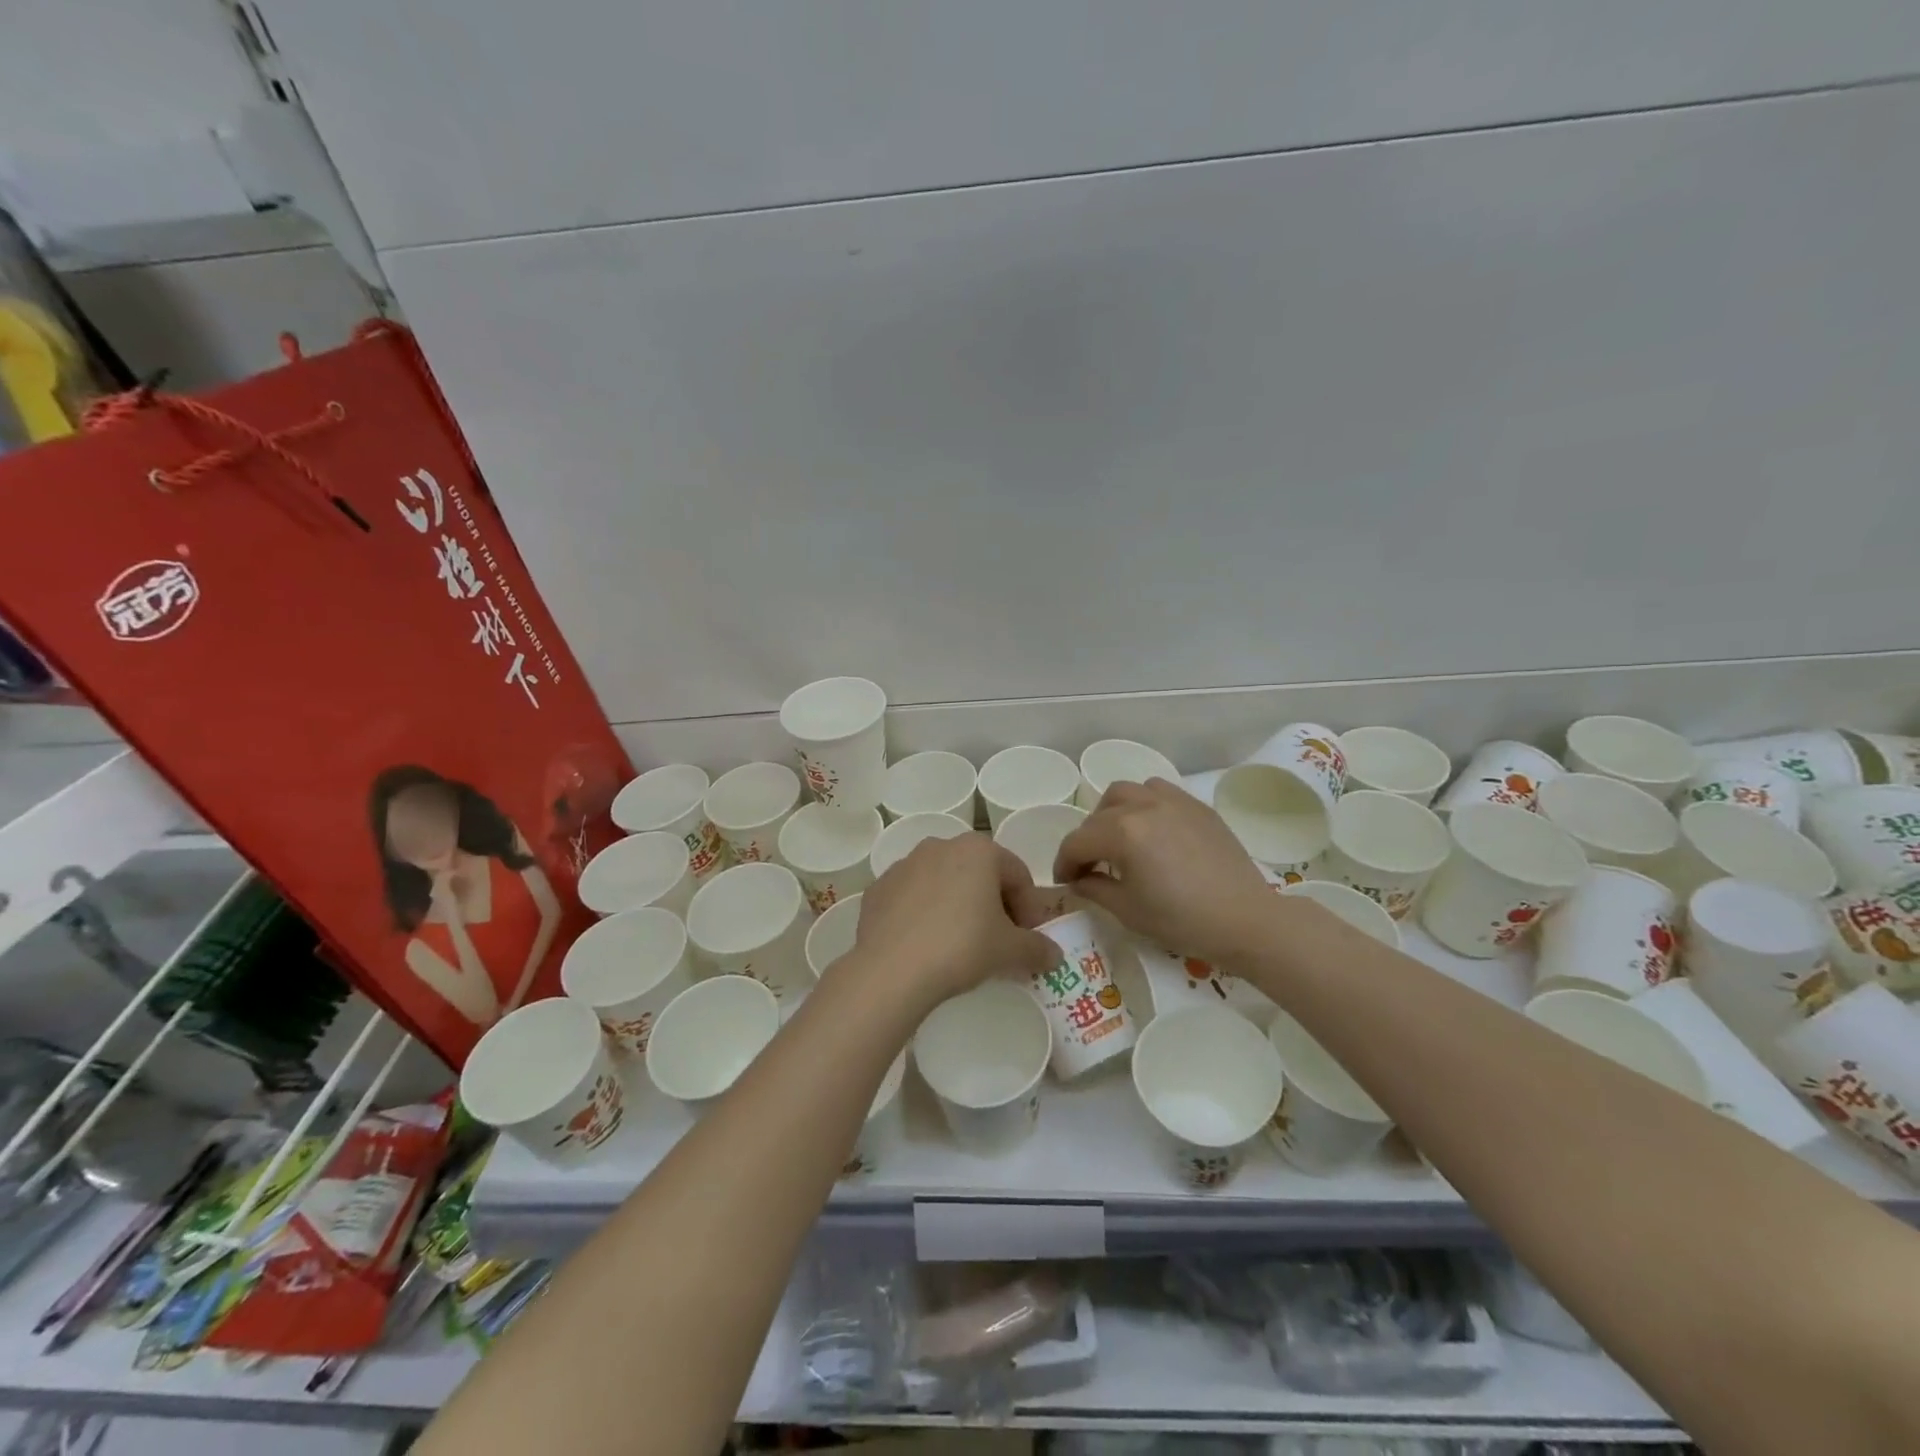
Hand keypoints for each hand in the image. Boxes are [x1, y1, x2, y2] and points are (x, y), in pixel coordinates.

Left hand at [847, 834, 1059, 1009]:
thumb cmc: (962, 946)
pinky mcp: (877, 889)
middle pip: (979, 874)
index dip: (1029, 908)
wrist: (892, 969)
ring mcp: (904, 865)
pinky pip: (912, 899)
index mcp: (978, 850)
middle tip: (998, 942)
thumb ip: (1038, 948)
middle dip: (993, 904)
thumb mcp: (1010, 951)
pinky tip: (925, 946)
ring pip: (943, 883)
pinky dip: (923, 915)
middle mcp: (940, 846)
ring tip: (959, 945)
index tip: (1028, 939)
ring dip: (957, 907)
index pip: (1018, 875)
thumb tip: (1054, 954)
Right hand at [1054, 778, 1281, 965]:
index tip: (1066, 882)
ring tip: (1120, 839)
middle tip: (1091, 866)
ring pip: (1127, 792)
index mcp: (1122, 832)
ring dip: (1113, 813)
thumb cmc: (1181, 920)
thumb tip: (1079, 880)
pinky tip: (1152, 830)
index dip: (1064, 863)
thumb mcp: (1128, 910)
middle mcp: (1143, 806)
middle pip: (1099, 815)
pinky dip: (1144, 804)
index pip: (1077, 842)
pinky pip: (1159, 791)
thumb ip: (1094, 889)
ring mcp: (1173, 801)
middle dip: (1087, 840)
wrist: (1244, 919)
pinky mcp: (1196, 806)